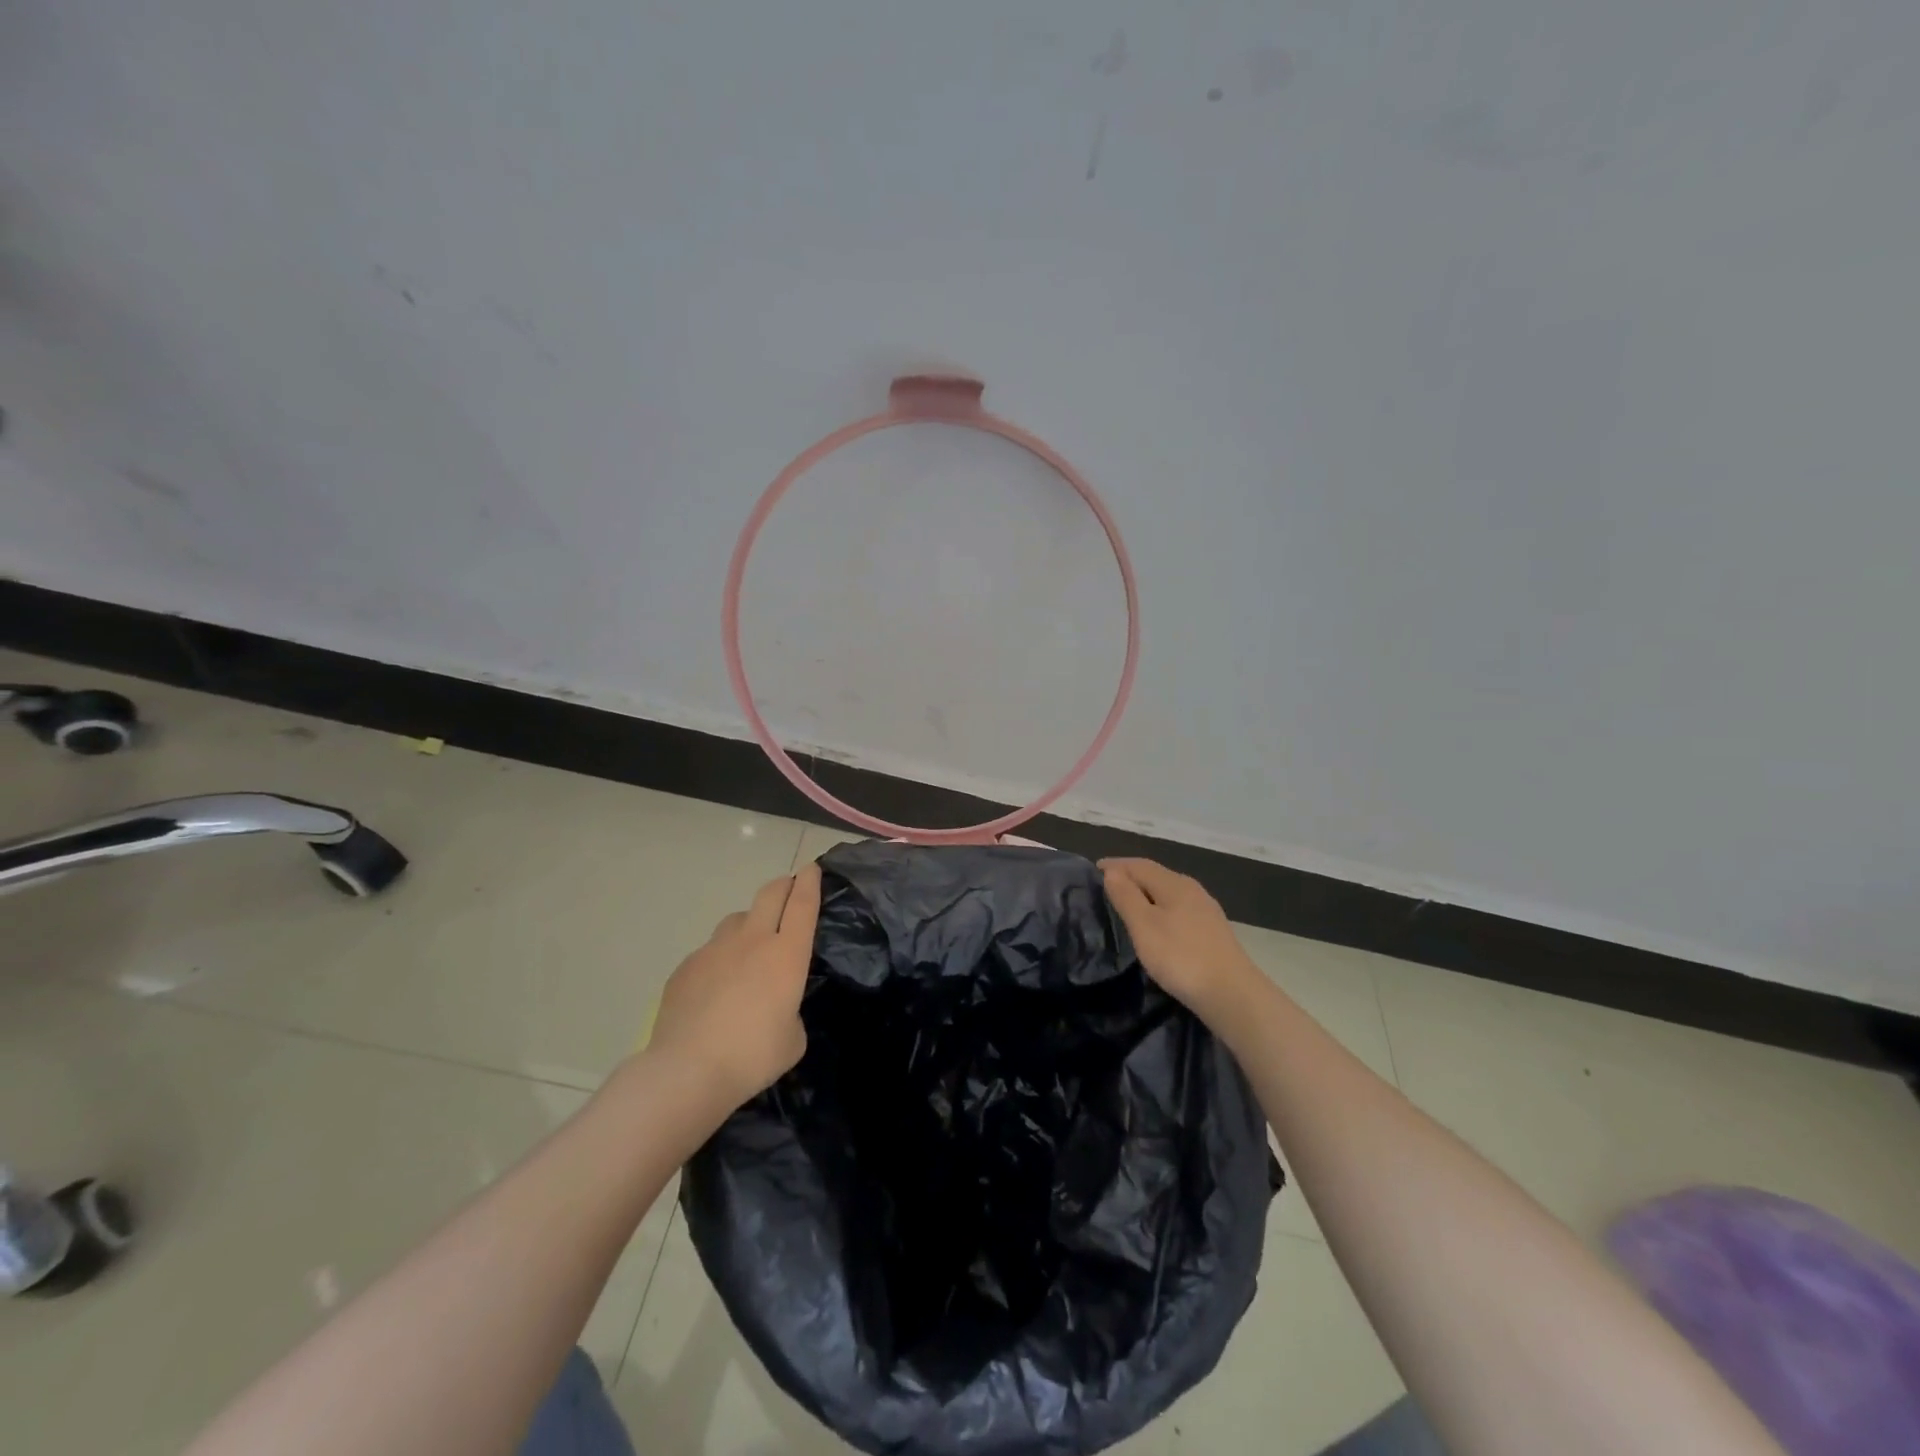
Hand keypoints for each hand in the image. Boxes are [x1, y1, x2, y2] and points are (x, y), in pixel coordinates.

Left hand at [649, 864, 822, 1115]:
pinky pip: (710, 950)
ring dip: (750, 922)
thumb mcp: (793, 1039)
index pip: (803, 904)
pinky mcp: (687, 966)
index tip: (812, 868)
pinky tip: (716, 987)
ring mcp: (715, 949)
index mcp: (787, 954)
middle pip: (770, 894)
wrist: (687, 1070)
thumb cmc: (752, 1056)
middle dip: (784, 885)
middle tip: (789, 888)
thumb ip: (791, 1011)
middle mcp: (752, 940)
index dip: (810, 881)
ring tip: (750, 945)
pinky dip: (720, 958)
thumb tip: (778, 1006)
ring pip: (737, 919)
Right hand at [1100, 858, 1258, 1022]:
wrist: (1231, 994)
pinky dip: (1160, 907)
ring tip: (1127, 902)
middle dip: (1130, 876)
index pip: (1139, 865)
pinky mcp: (1212, 930)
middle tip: (1107, 884)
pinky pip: (1178, 908)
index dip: (1115, 865)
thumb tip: (1112, 872)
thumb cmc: (1180, 957)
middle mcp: (1192, 889)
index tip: (1093, 869)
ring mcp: (1205, 910)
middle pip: (1155, 875)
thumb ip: (1126, 897)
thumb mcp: (1144, 926)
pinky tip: (1157, 923)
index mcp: (1174, 884)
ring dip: (1146, 892)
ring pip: (1168, 892)